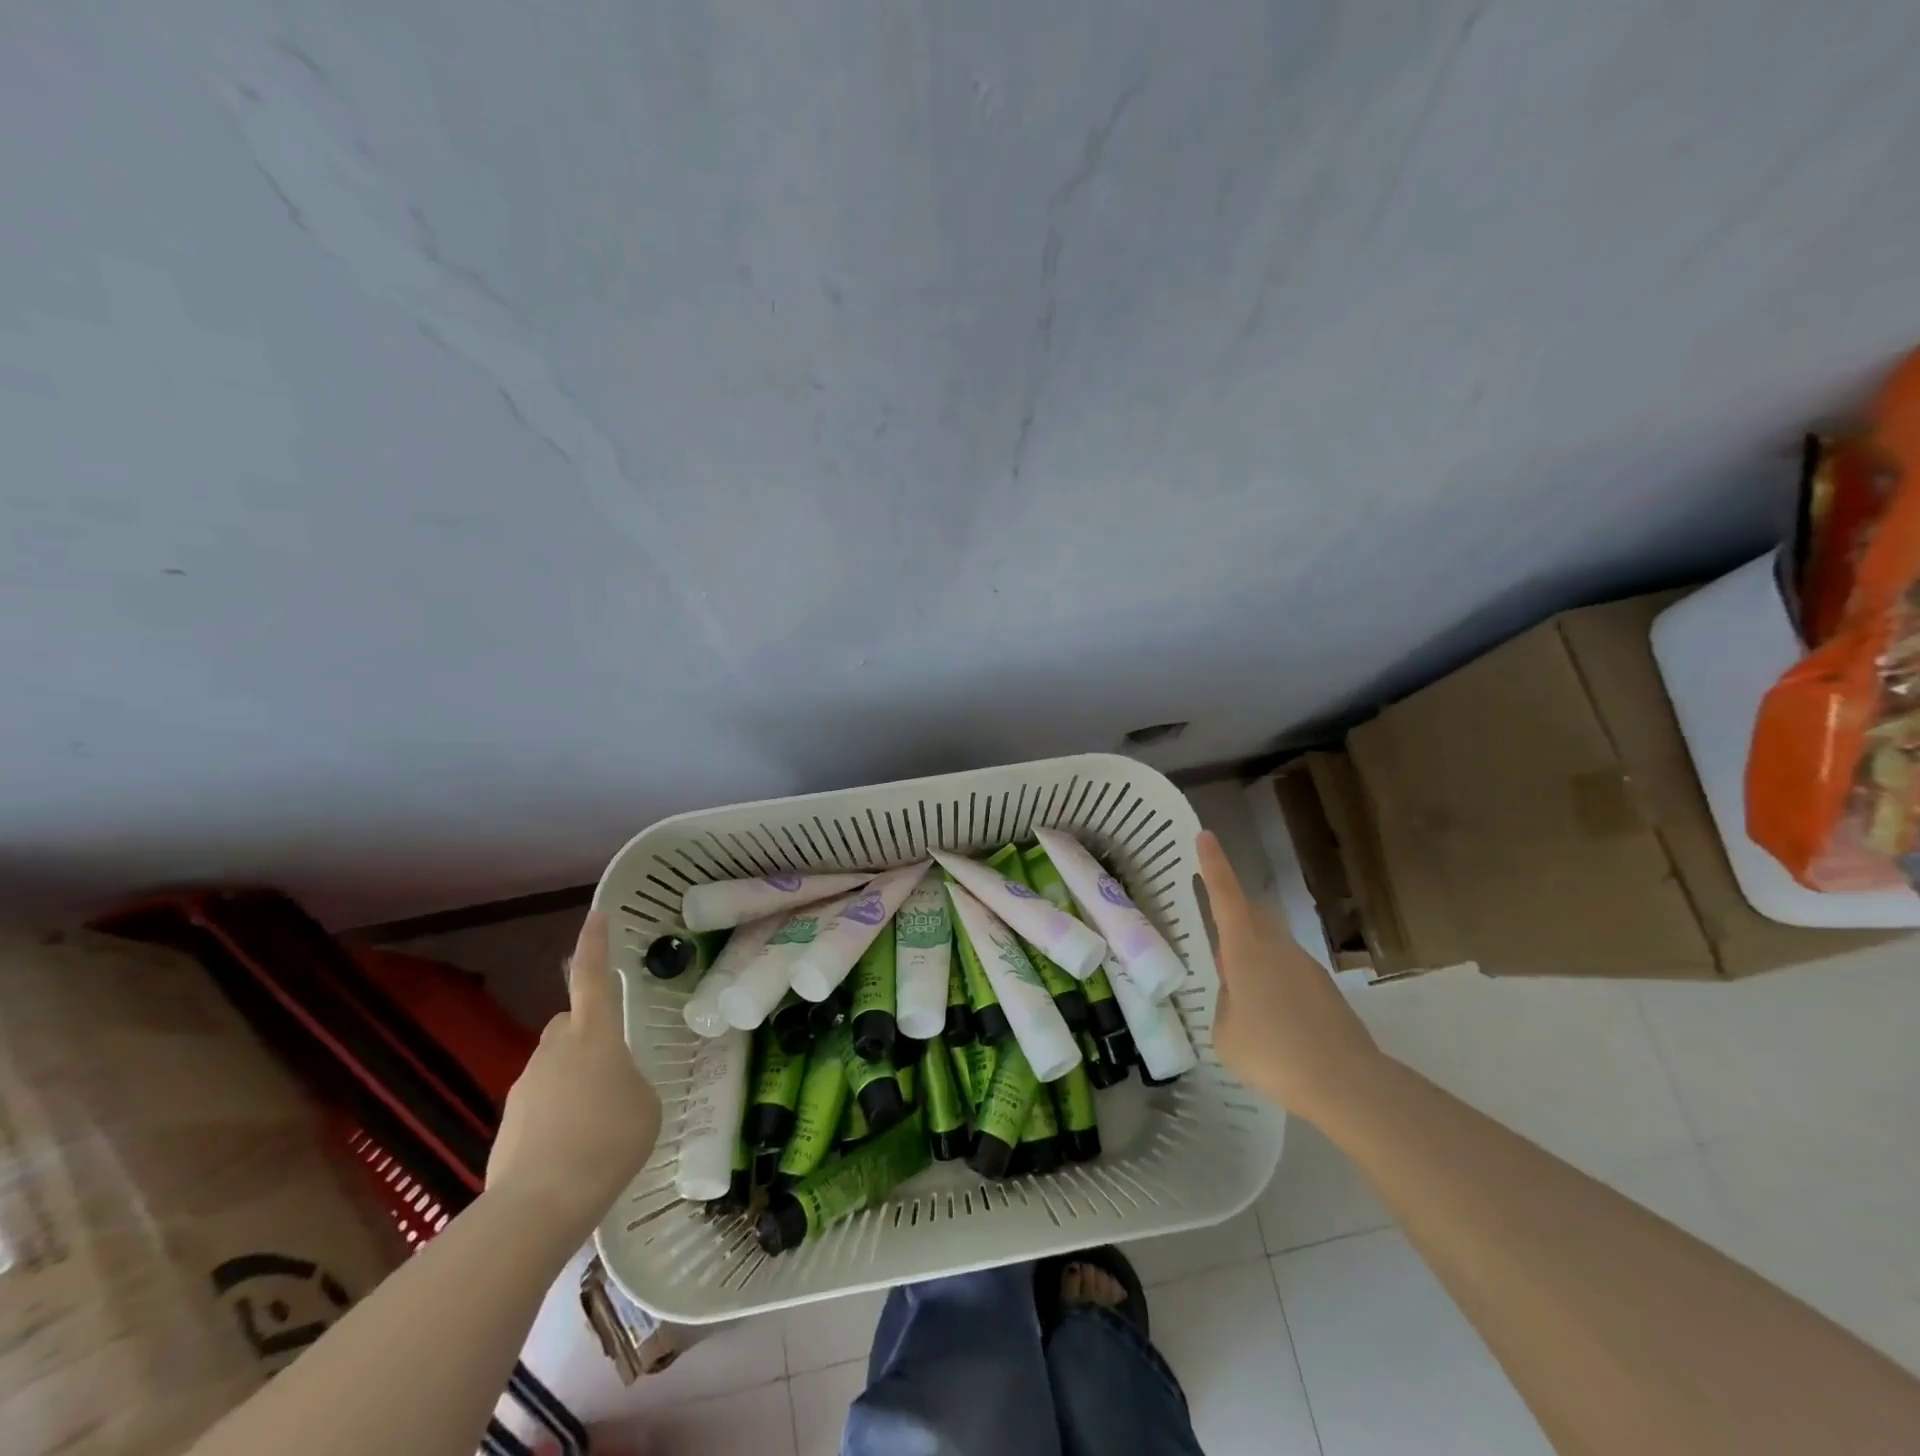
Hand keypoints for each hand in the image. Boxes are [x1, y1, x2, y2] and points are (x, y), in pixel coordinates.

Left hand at [487, 911, 660, 1231]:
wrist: (542, 1203)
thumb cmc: (610, 1139)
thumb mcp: (645, 1103)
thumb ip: (630, 1081)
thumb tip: (612, 1086)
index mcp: (593, 1035)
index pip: (593, 976)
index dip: (595, 944)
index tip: (597, 914)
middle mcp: (554, 1050)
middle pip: (569, 1025)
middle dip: (586, 1034)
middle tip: (611, 1067)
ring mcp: (525, 1086)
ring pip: (554, 1067)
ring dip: (574, 1081)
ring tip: (597, 1125)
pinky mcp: (507, 1124)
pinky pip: (540, 1105)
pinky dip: (557, 1117)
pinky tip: (574, 1151)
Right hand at [1196, 830, 1382, 1122]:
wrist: (1346, 1083)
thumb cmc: (1273, 1051)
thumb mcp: (1225, 1032)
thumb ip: (1225, 1003)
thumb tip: (1236, 994)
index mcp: (1245, 949)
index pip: (1225, 895)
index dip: (1213, 864)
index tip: (1205, 835)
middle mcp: (1276, 946)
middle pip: (1251, 914)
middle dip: (1232, 913)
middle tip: (1215, 935)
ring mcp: (1305, 966)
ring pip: (1271, 945)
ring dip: (1253, 957)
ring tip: (1241, 997)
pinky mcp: (1325, 991)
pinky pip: (1288, 973)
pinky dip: (1273, 983)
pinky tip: (1272, 1022)